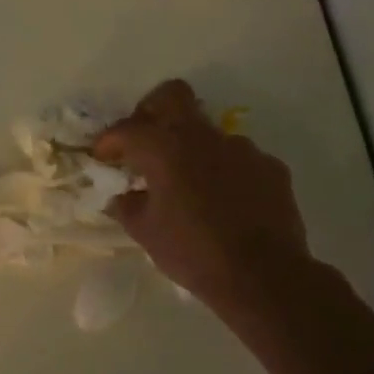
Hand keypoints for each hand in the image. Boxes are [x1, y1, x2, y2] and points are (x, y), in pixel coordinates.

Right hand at [94, 80, 310, 306]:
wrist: (264, 277)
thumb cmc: (192, 252)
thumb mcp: (144, 232)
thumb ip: (127, 205)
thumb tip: (124, 196)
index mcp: (165, 149)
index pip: (127, 128)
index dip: (109, 140)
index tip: (102, 157)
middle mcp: (203, 138)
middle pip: (172, 96)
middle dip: (151, 110)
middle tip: (143, 139)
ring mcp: (242, 149)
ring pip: (208, 131)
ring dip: (191, 148)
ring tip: (188, 183)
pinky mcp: (270, 168)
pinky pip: (238, 158)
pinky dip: (224, 171)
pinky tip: (223, 200)